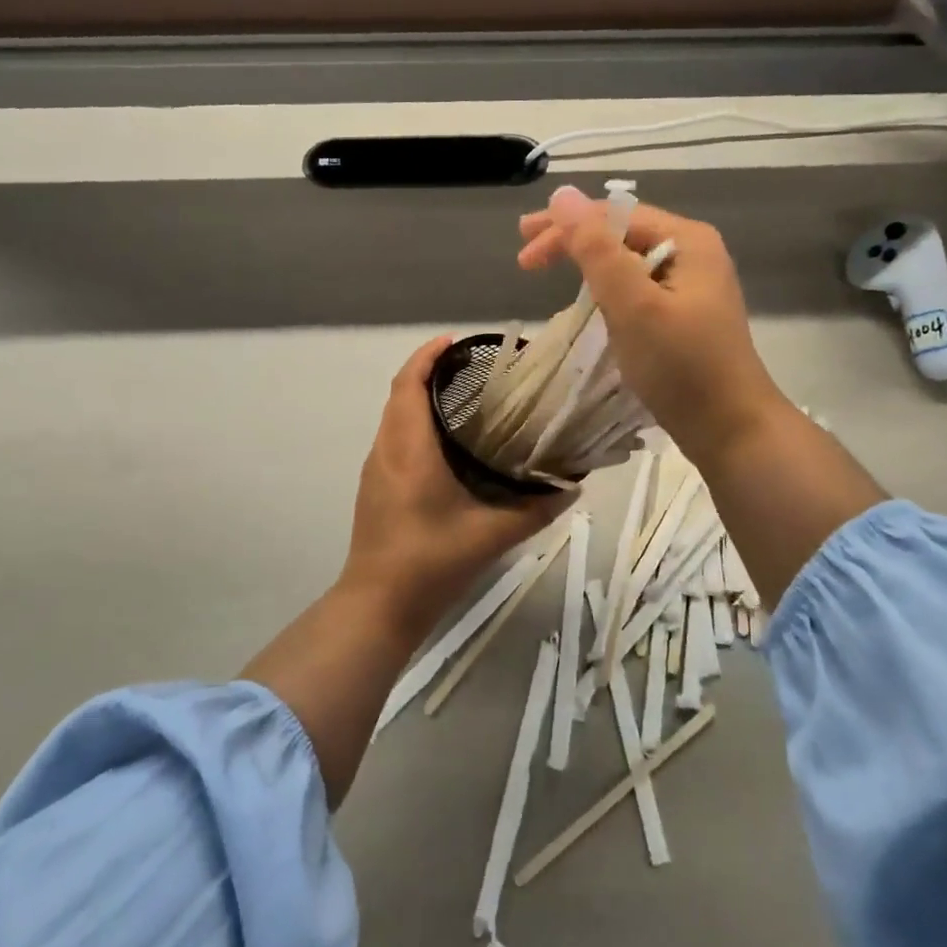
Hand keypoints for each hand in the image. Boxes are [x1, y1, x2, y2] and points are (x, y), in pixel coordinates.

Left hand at [339, 337, 569, 627]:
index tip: (455, 341)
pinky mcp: (374, 488)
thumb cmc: (430, 562)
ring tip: (464, 400)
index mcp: (409, 449)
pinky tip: (446, 446)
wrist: (378, 605)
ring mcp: (375, 470)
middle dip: (429, 373)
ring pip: (394, 417)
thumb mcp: (491, 535)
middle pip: (400, 395)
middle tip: (472, 370)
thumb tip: (571, 486)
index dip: (428, 356)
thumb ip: (534, 509)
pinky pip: (393, 439)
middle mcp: (385, 450)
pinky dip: (414, 425)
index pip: (409, 384)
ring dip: (419, 399)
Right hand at [517, 185, 787, 462]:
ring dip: (587, 266)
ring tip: (550, 275)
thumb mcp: (633, 304)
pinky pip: (637, 289)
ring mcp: (692, 287)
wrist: (732, 430)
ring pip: (628, 262)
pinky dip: (607, 291)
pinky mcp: (685, 317)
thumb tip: (562, 195)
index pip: (615, 215)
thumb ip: (596, 250)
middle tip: (525, 260)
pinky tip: (589, 303)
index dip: (565, 226)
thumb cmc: (682, 366)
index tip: (523, 248)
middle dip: (573, 242)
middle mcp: (693, 254)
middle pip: (621, 234)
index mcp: (687, 240)